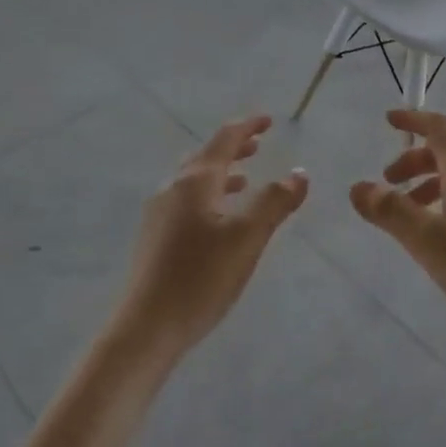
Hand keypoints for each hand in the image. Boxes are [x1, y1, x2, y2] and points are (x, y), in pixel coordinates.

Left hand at [114, 116, 308, 362]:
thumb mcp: (247, 238)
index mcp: (195, 182)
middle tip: (259, 144)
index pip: (224, 140)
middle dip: (234, 149)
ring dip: (222, 174)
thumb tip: (299, 173)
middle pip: (206, 157)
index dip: (248, 127)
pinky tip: (219, 221)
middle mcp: (173, 189)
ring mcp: (159, 214)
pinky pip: (187, 202)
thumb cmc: (200, 277)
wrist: (147, 327)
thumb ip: (274, 202)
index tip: (268, 119)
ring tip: (245, 179)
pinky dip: (210, 196)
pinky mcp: (155, 238)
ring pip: (195, 181)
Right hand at [350, 109, 445, 350]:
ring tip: (409, 222)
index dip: (412, 119)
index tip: (388, 120)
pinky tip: (443, 242)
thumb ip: (391, 213)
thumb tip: (358, 186)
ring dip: (428, 187)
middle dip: (413, 162)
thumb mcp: (430, 244)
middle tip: (387, 186)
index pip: (438, 129)